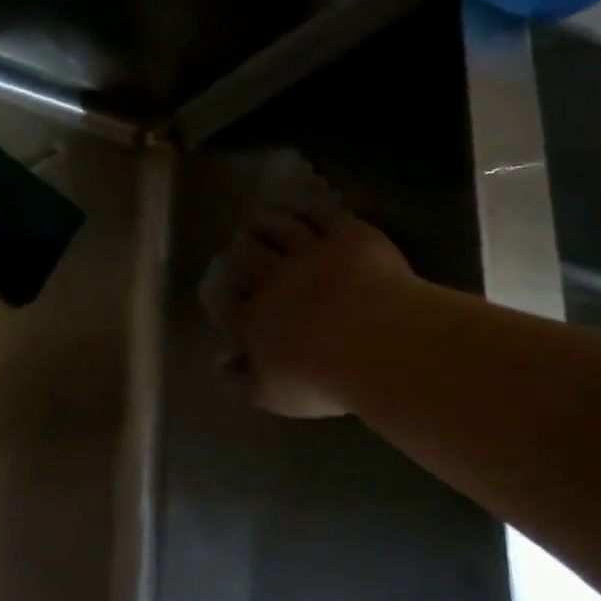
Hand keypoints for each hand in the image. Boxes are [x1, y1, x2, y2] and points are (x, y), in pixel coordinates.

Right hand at [218, 210, 420, 419]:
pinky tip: (303, 204)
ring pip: (279, 230)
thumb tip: (223, 368)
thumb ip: (244, 383)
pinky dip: (307, 208)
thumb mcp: (274, 396)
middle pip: (248, 258)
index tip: (226, 294)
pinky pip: (320, 213)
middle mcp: (273, 280)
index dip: (225, 297)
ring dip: (266, 223)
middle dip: (240, 251)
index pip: (229, 304)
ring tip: (259, 218)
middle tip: (239, 245)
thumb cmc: (324, 380)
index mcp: (253, 320)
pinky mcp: (344, 234)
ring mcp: (308, 252)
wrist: (377, 344)